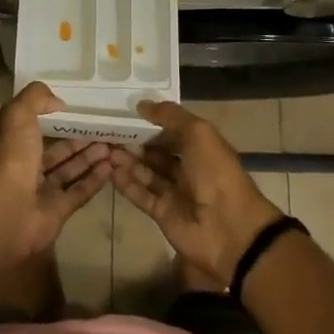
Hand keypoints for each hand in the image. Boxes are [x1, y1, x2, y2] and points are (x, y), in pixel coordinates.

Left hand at [0, 81, 113, 263]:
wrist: (8, 212)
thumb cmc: (12, 159)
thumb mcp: (18, 115)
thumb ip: (36, 98)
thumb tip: (58, 102)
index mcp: (13, 145)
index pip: (34, 129)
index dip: (54, 119)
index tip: (78, 110)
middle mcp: (26, 168)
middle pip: (56, 151)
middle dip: (79, 141)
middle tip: (103, 129)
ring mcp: (41, 192)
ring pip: (69, 171)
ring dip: (89, 158)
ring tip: (111, 145)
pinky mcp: (57, 212)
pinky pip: (79, 192)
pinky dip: (94, 180)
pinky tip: (110, 167)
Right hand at [110, 101, 283, 285]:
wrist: (229, 228)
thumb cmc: (216, 172)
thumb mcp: (198, 133)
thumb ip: (171, 116)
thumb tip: (142, 104)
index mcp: (201, 147)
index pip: (172, 131)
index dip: (152, 123)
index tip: (126, 113)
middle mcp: (188, 168)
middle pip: (157, 152)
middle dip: (135, 142)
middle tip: (108, 131)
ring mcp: (175, 192)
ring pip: (146, 172)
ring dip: (127, 161)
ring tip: (104, 148)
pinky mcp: (162, 213)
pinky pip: (141, 194)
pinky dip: (127, 183)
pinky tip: (110, 170)